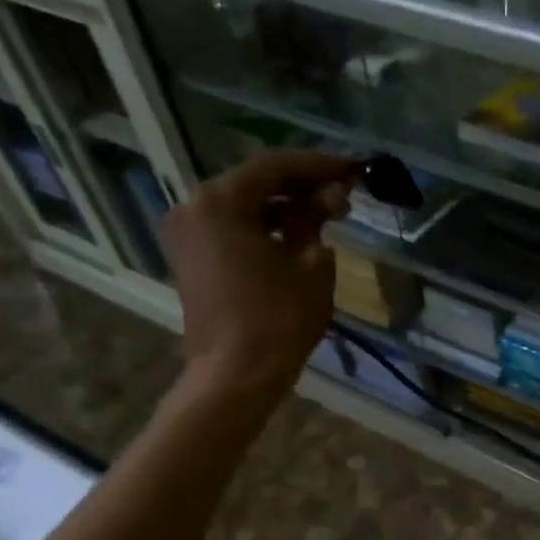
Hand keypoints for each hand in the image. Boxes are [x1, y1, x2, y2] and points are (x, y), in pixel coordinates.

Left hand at [161, 151, 357, 399]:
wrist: (236, 374)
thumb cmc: (279, 319)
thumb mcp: (310, 263)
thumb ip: (315, 218)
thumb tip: (327, 196)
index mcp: (219, 200)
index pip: (276, 166)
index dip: (319, 165)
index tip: (354, 168)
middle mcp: (192, 206)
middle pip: (255, 183)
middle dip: (301, 186)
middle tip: (344, 195)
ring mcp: (185, 233)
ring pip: (242, 206)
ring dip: (283, 207)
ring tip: (327, 216)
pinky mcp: (189, 258)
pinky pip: (230, 228)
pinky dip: (262, 227)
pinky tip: (296, 235)